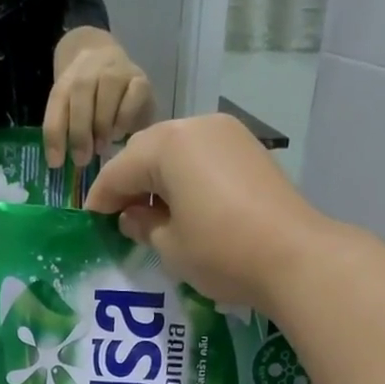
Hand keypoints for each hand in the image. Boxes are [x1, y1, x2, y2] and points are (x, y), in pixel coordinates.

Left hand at [44, 36, 155, 168]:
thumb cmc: (93, 106)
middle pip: (80, 90)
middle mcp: (91, 67)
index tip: (56, 163)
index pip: (57, 101)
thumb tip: (59, 164)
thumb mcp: (74, 116)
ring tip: (101, 148)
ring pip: (107, 88)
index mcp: (68, 78)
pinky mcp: (141, 81)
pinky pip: (133, 95)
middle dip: (79, 130)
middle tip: (82, 159)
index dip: (55, 133)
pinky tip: (120, 134)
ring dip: (102, 123)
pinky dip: (124, 118)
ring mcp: (118, 70)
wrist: (121, 72)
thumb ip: (66, 132)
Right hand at [84, 114, 331, 312]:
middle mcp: (197, 126)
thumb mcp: (170, 246)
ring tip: (150, 214)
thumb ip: (143, 225)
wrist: (294, 257)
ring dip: (159, 178)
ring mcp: (228, 135)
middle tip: (119, 216)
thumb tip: (132, 216)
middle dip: (129, 182)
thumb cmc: (221, 252)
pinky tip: (184, 206)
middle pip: (149, 151)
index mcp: (168, 145)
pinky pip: (204, 158)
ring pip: (177, 151)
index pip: (120, 170)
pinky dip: (187, 178)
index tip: (89, 220)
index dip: (101, 198)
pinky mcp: (249, 151)